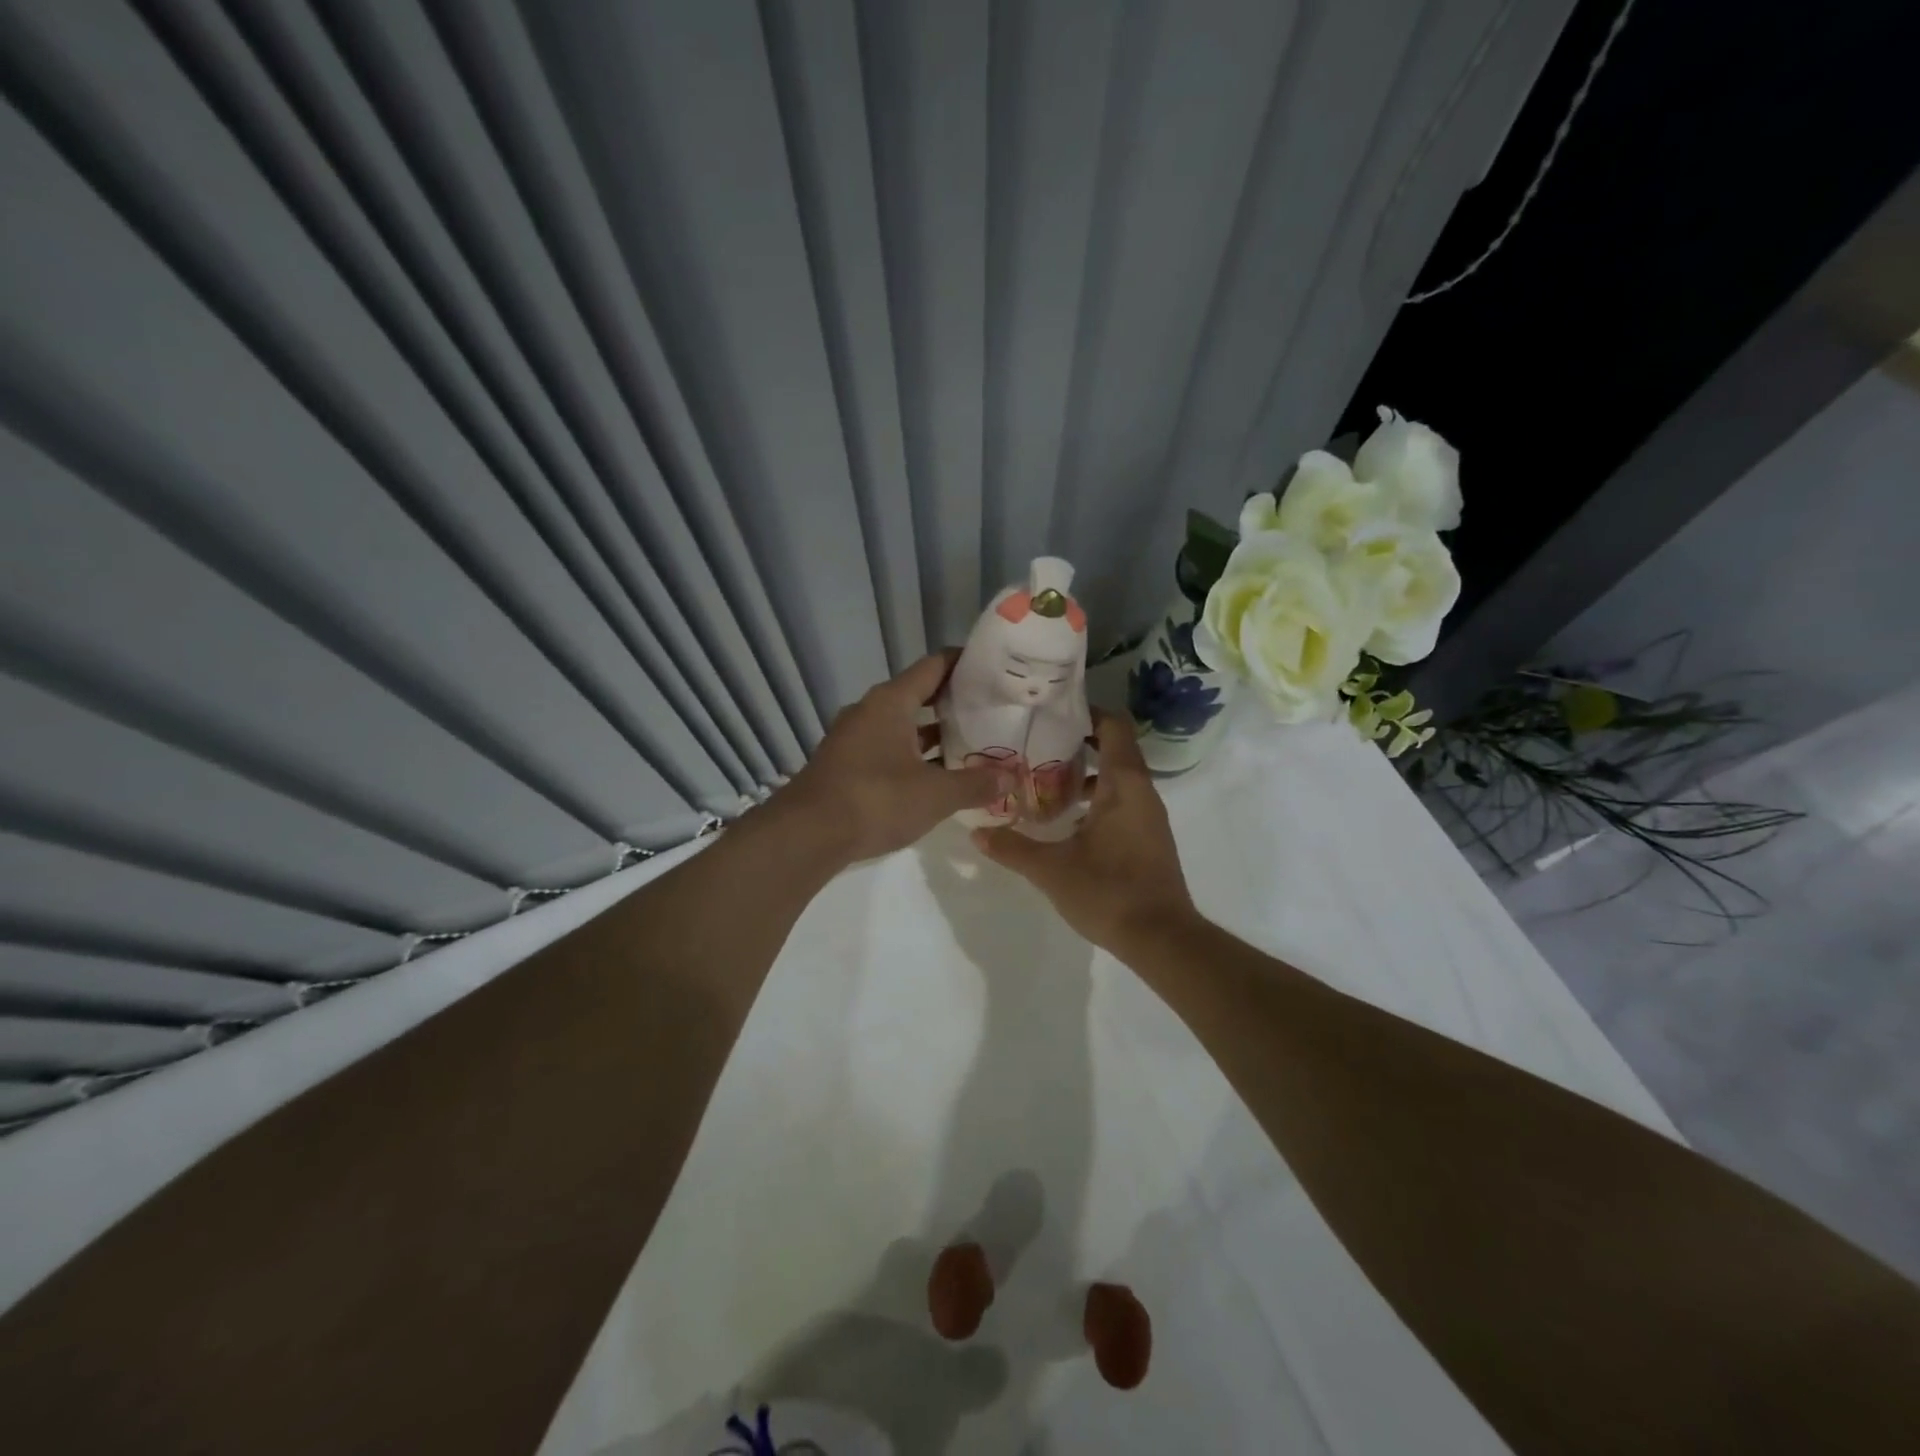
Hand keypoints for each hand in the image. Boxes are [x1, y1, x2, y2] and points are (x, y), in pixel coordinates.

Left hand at [781, 652, 1011, 863]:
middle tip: (992, 709)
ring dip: (933, 733)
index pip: (934, 666)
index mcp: (890, 702)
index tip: (993, 667)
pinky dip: (914, 755)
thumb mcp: (935, 794)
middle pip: (918, 694)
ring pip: (902, 725)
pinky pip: (888, 749)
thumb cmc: (875, 800)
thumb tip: (1012, 775)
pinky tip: (937, 775)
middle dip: (954, 702)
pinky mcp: (846, 765)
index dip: (964, 662)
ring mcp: (854, 738)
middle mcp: (870, 711)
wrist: (807, 835)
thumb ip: (976, 783)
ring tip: (972, 742)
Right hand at [974, 711, 1195, 953]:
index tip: (1051, 711)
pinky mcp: (1148, 837)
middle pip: (1113, 748)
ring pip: (1116, 777)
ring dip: (1084, 773)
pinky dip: (1096, 799)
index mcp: (1123, 783)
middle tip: (1034, 743)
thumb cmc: (1109, 892)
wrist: (1162, 939)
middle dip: (1076, 742)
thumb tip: (977, 833)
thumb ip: (1013, 848)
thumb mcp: (1051, 870)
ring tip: (1043, 780)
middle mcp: (1141, 791)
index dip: (1086, 712)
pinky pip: (1121, 801)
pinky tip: (1066, 820)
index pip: (1113, 726)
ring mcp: (1148, 815)